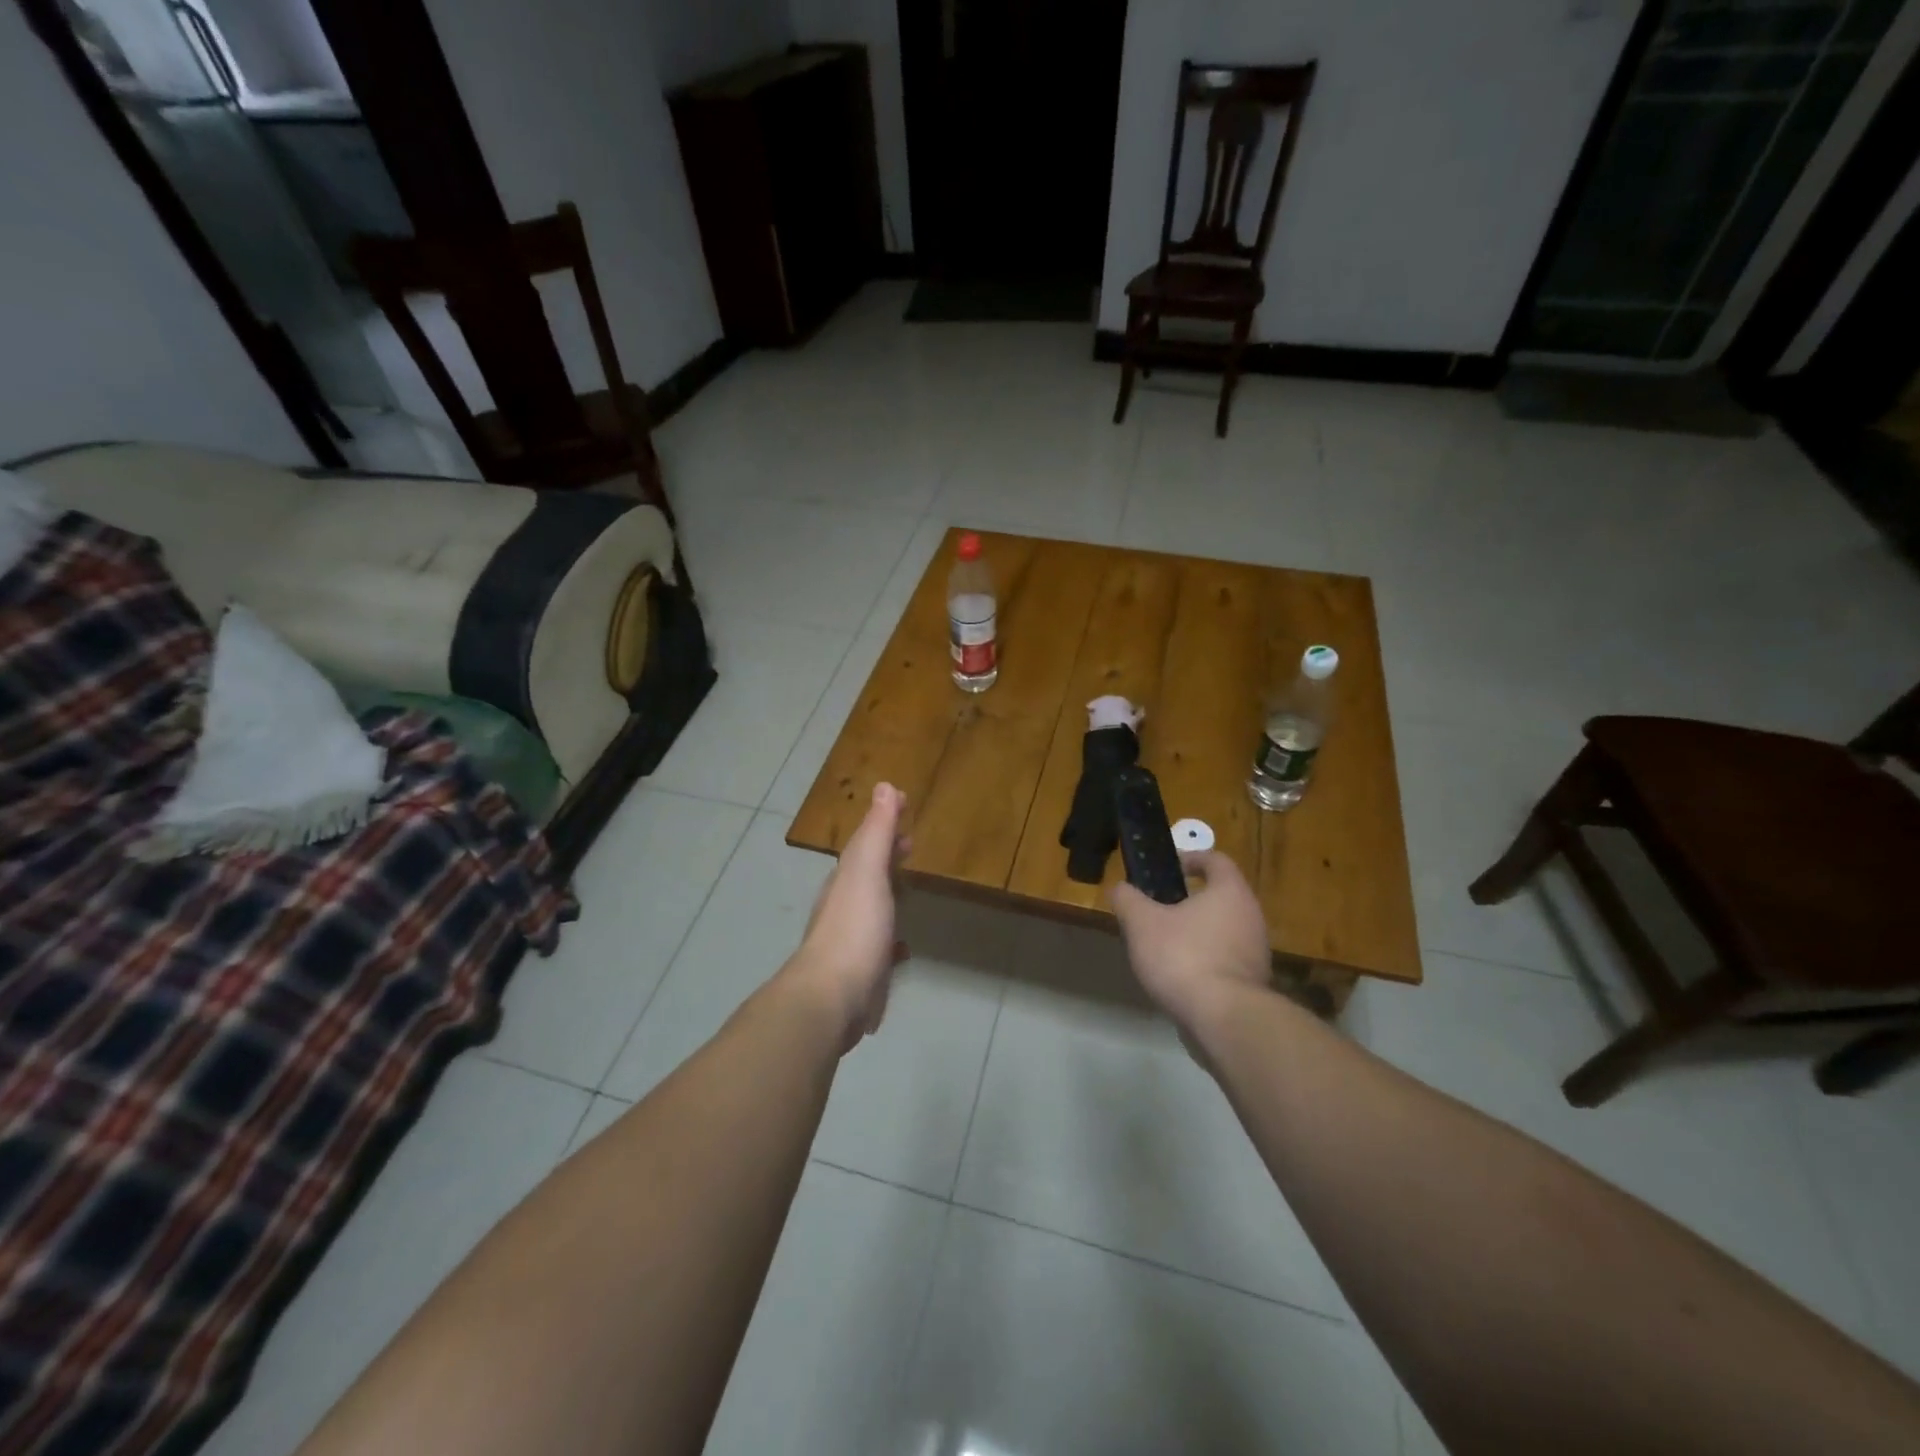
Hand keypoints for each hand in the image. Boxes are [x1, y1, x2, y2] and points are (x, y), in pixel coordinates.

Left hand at [785, 783, 910, 1051]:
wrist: (830, 1000)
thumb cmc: (854, 929)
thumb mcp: (867, 872)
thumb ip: (876, 832)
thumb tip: (885, 786)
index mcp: (846, 880)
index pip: (866, 842)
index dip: (885, 822)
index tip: (905, 803)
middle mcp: (844, 907)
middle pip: (867, 873)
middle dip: (887, 856)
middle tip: (910, 843)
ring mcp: (850, 942)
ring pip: (871, 909)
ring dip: (887, 895)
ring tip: (907, 891)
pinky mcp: (860, 975)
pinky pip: (878, 949)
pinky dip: (890, 940)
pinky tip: (902, 950)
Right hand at [1109, 850, 1270, 1031]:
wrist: (1224, 1020)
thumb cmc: (1183, 957)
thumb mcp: (1142, 923)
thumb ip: (1128, 900)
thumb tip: (1120, 889)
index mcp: (1230, 892)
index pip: (1216, 860)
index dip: (1191, 858)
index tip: (1169, 866)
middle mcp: (1251, 916)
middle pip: (1221, 896)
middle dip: (1190, 900)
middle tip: (1159, 908)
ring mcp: (1257, 952)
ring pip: (1224, 930)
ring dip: (1197, 932)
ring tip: (1164, 944)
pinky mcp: (1253, 984)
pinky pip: (1226, 960)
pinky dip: (1205, 960)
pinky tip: (1179, 976)